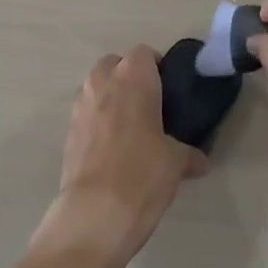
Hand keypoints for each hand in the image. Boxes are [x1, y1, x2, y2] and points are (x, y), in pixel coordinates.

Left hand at [34, 46, 205, 265]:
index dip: (157, 67)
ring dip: (110, 99)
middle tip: (150, 106)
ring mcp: (80, 106)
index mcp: (133, 77)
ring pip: (96, 88)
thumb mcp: (176, 163)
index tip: (169, 90)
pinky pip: (86, 115)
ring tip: (130, 129)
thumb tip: (200, 161)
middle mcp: (102, 82)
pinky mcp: (67, 133)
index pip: (145, 53)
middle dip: (129, 78)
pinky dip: (97, 123)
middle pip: (115, 65)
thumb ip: (188, 154)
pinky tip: (112, 151)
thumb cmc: (142, 173)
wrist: (94, 214)